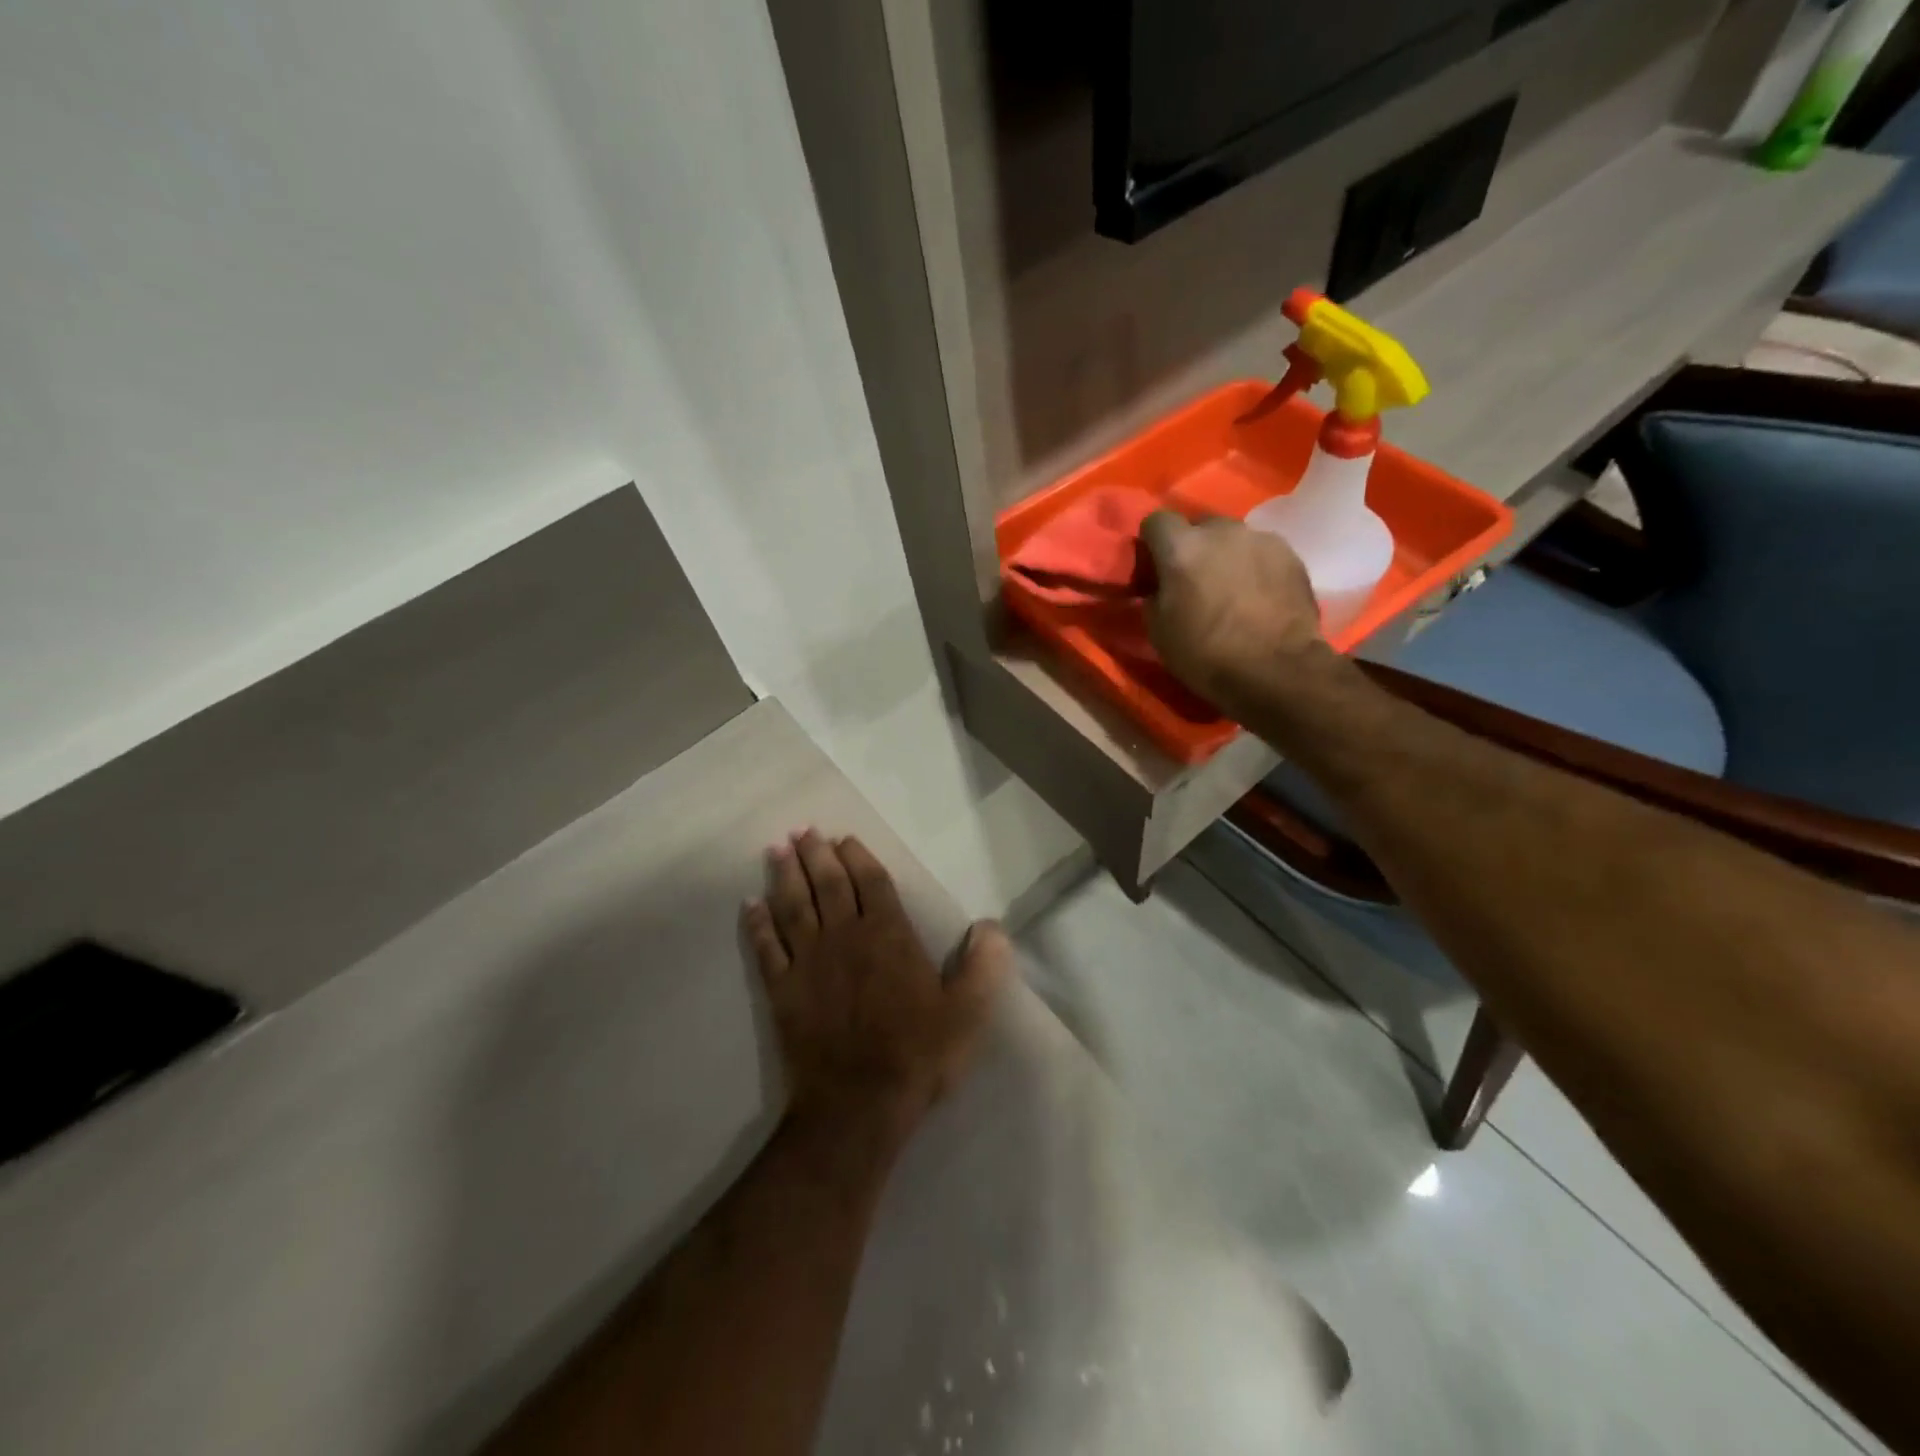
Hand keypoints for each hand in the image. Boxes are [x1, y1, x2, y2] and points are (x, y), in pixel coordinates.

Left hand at [743, 831, 1011, 1147]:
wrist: (858, 1104)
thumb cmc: (917, 1054)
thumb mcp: (968, 1012)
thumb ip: (984, 965)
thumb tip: (991, 926)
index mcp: (888, 935)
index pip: (871, 883)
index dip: (858, 857)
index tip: (844, 838)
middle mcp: (844, 937)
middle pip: (828, 884)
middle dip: (816, 854)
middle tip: (803, 830)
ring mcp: (808, 961)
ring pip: (794, 906)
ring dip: (785, 875)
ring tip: (776, 848)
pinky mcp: (782, 990)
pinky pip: (765, 948)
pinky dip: (757, 925)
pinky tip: (750, 905)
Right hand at [1140, 511, 1324, 710]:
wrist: (1277, 670)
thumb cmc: (1206, 654)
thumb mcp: (1158, 631)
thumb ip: (1154, 595)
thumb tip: (1158, 586)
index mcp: (1182, 547)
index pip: (1156, 520)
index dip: (1152, 543)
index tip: (1155, 568)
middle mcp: (1221, 531)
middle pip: (1199, 526)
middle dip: (1193, 547)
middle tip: (1194, 580)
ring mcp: (1260, 538)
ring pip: (1233, 538)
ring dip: (1225, 556)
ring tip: (1231, 589)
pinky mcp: (1291, 554)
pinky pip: (1261, 552)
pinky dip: (1255, 567)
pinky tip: (1258, 596)